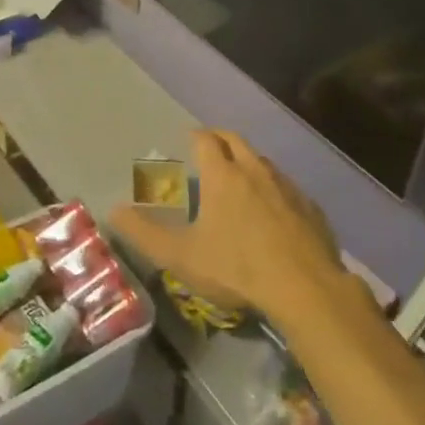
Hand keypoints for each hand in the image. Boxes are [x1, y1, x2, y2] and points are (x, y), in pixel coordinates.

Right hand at [110, 130, 350, 324]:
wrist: (304, 288)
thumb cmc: (236, 268)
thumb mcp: (180, 256)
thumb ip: (144, 233)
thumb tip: (113, 210)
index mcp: (223, 175)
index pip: (206, 140)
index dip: (195, 136)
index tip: (189, 138)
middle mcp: (255, 171)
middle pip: (236, 141)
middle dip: (221, 139)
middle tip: (210, 146)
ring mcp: (287, 187)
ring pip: (264, 163)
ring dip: (249, 162)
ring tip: (240, 177)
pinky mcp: (310, 208)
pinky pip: (288, 188)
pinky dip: (275, 189)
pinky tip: (275, 210)